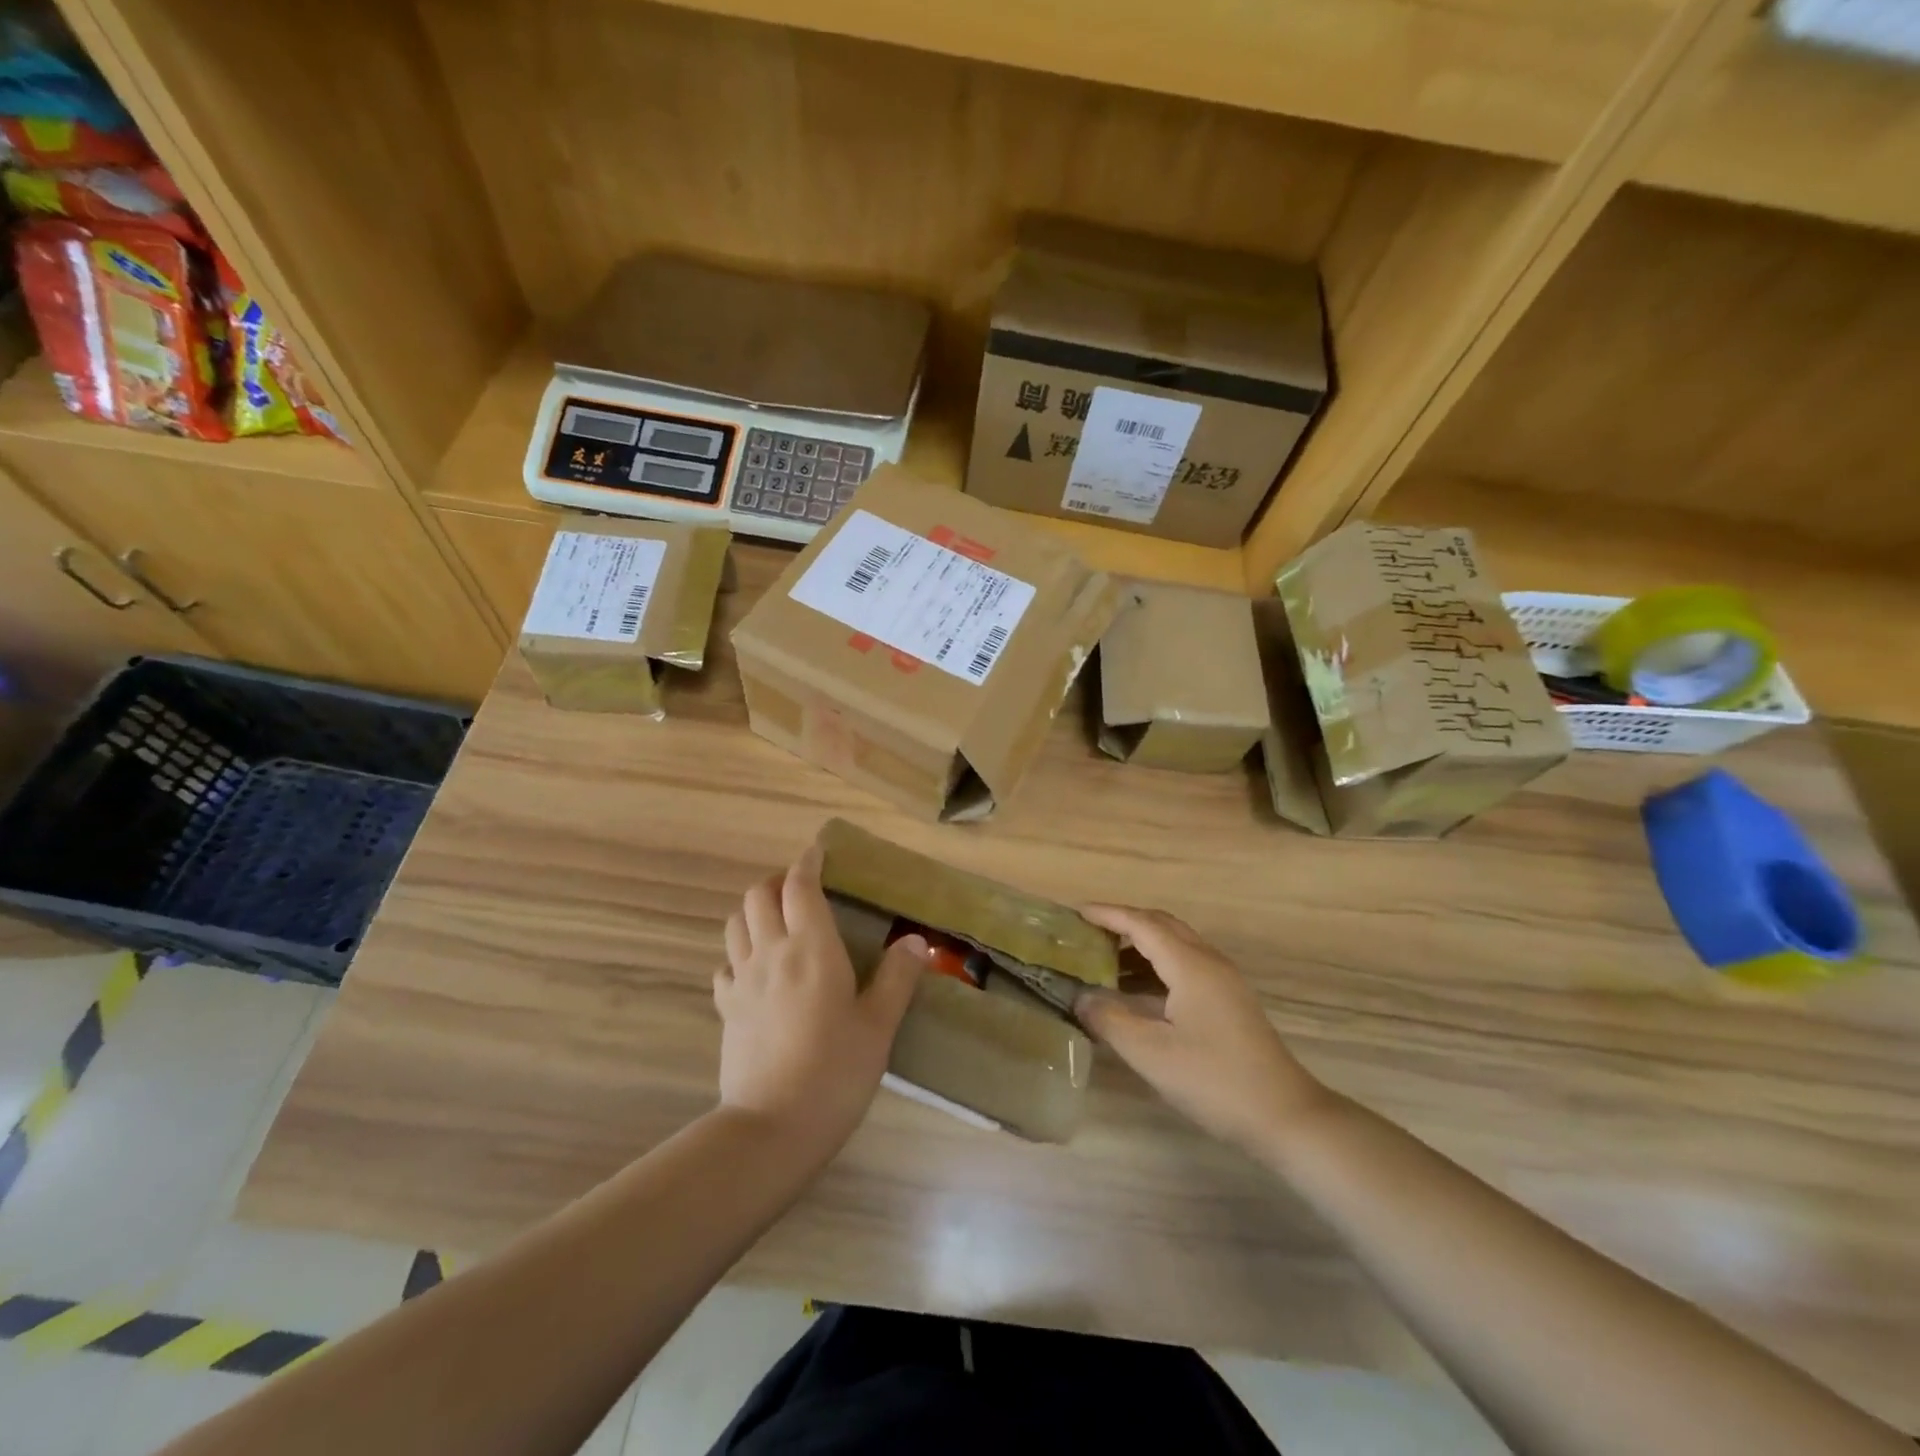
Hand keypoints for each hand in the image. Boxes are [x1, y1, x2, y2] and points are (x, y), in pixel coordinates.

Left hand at [717, 843, 926, 1156]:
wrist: (772, 1128)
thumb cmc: (836, 1072)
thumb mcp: (879, 1024)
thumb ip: (897, 977)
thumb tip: (915, 939)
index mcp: (812, 948)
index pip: (800, 886)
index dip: (808, 863)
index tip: (819, 853)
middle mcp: (771, 952)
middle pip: (759, 895)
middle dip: (778, 881)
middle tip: (801, 889)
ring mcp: (743, 980)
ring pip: (736, 923)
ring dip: (754, 910)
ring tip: (777, 921)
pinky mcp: (727, 1009)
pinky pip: (725, 965)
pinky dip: (739, 953)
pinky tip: (756, 970)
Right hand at [1076, 905, 1328, 1153]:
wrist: (1285, 1116)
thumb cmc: (1214, 1080)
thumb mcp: (1152, 1054)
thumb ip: (1110, 1020)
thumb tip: (1081, 997)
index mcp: (1190, 965)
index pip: (1142, 924)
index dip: (1108, 914)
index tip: (1075, 913)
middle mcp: (1208, 962)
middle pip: (1161, 925)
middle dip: (1123, 923)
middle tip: (1087, 933)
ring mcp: (1223, 980)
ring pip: (1175, 944)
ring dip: (1140, 945)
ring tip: (1103, 961)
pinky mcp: (1228, 1000)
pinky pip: (1185, 964)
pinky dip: (1156, 965)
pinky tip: (1136, 991)